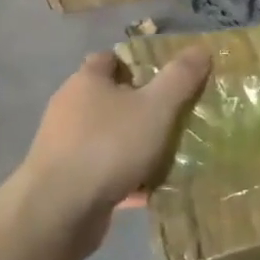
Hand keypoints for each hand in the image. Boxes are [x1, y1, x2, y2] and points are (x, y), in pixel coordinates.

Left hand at [2, 48, 210, 252]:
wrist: (58, 211)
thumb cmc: (108, 146)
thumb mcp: (156, 107)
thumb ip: (180, 77)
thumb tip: (200, 49)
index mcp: (87, 81)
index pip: (111, 58)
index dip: (139, 62)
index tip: (169, 76)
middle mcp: (70, 108)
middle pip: (112, 98)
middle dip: (143, 106)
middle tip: (178, 115)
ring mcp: (66, 146)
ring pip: (110, 136)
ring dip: (137, 143)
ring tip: (172, 153)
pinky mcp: (68, 180)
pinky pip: (106, 170)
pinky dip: (127, 176)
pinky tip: (152, 188)